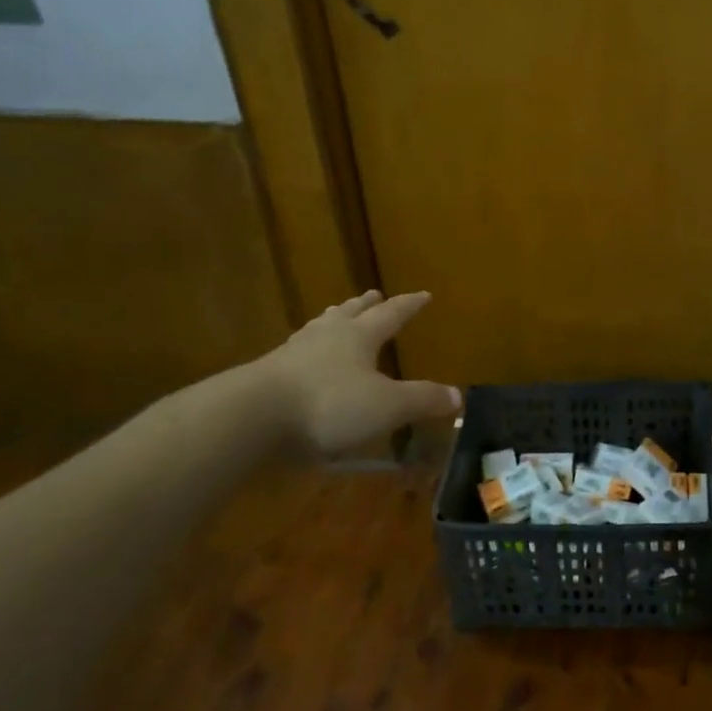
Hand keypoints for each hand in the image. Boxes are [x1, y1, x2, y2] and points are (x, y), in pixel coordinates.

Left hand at [253, 289, 459, 454]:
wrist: (253, 416)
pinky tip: (303, 357)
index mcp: (359, 336)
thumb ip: (423, 399)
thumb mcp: (387, 406)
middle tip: (373, 295)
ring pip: (320, 327)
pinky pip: (297, 352)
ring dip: (333, 319)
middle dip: (365, 305)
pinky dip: (308, 349)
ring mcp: (294, 352)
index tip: (424, 294)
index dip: (409, 305)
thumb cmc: (329, 404)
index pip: (392, 314)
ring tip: (336, 315)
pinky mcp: (269, 373)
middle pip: (350, 313)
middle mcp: (328, 335)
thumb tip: (458, 396)